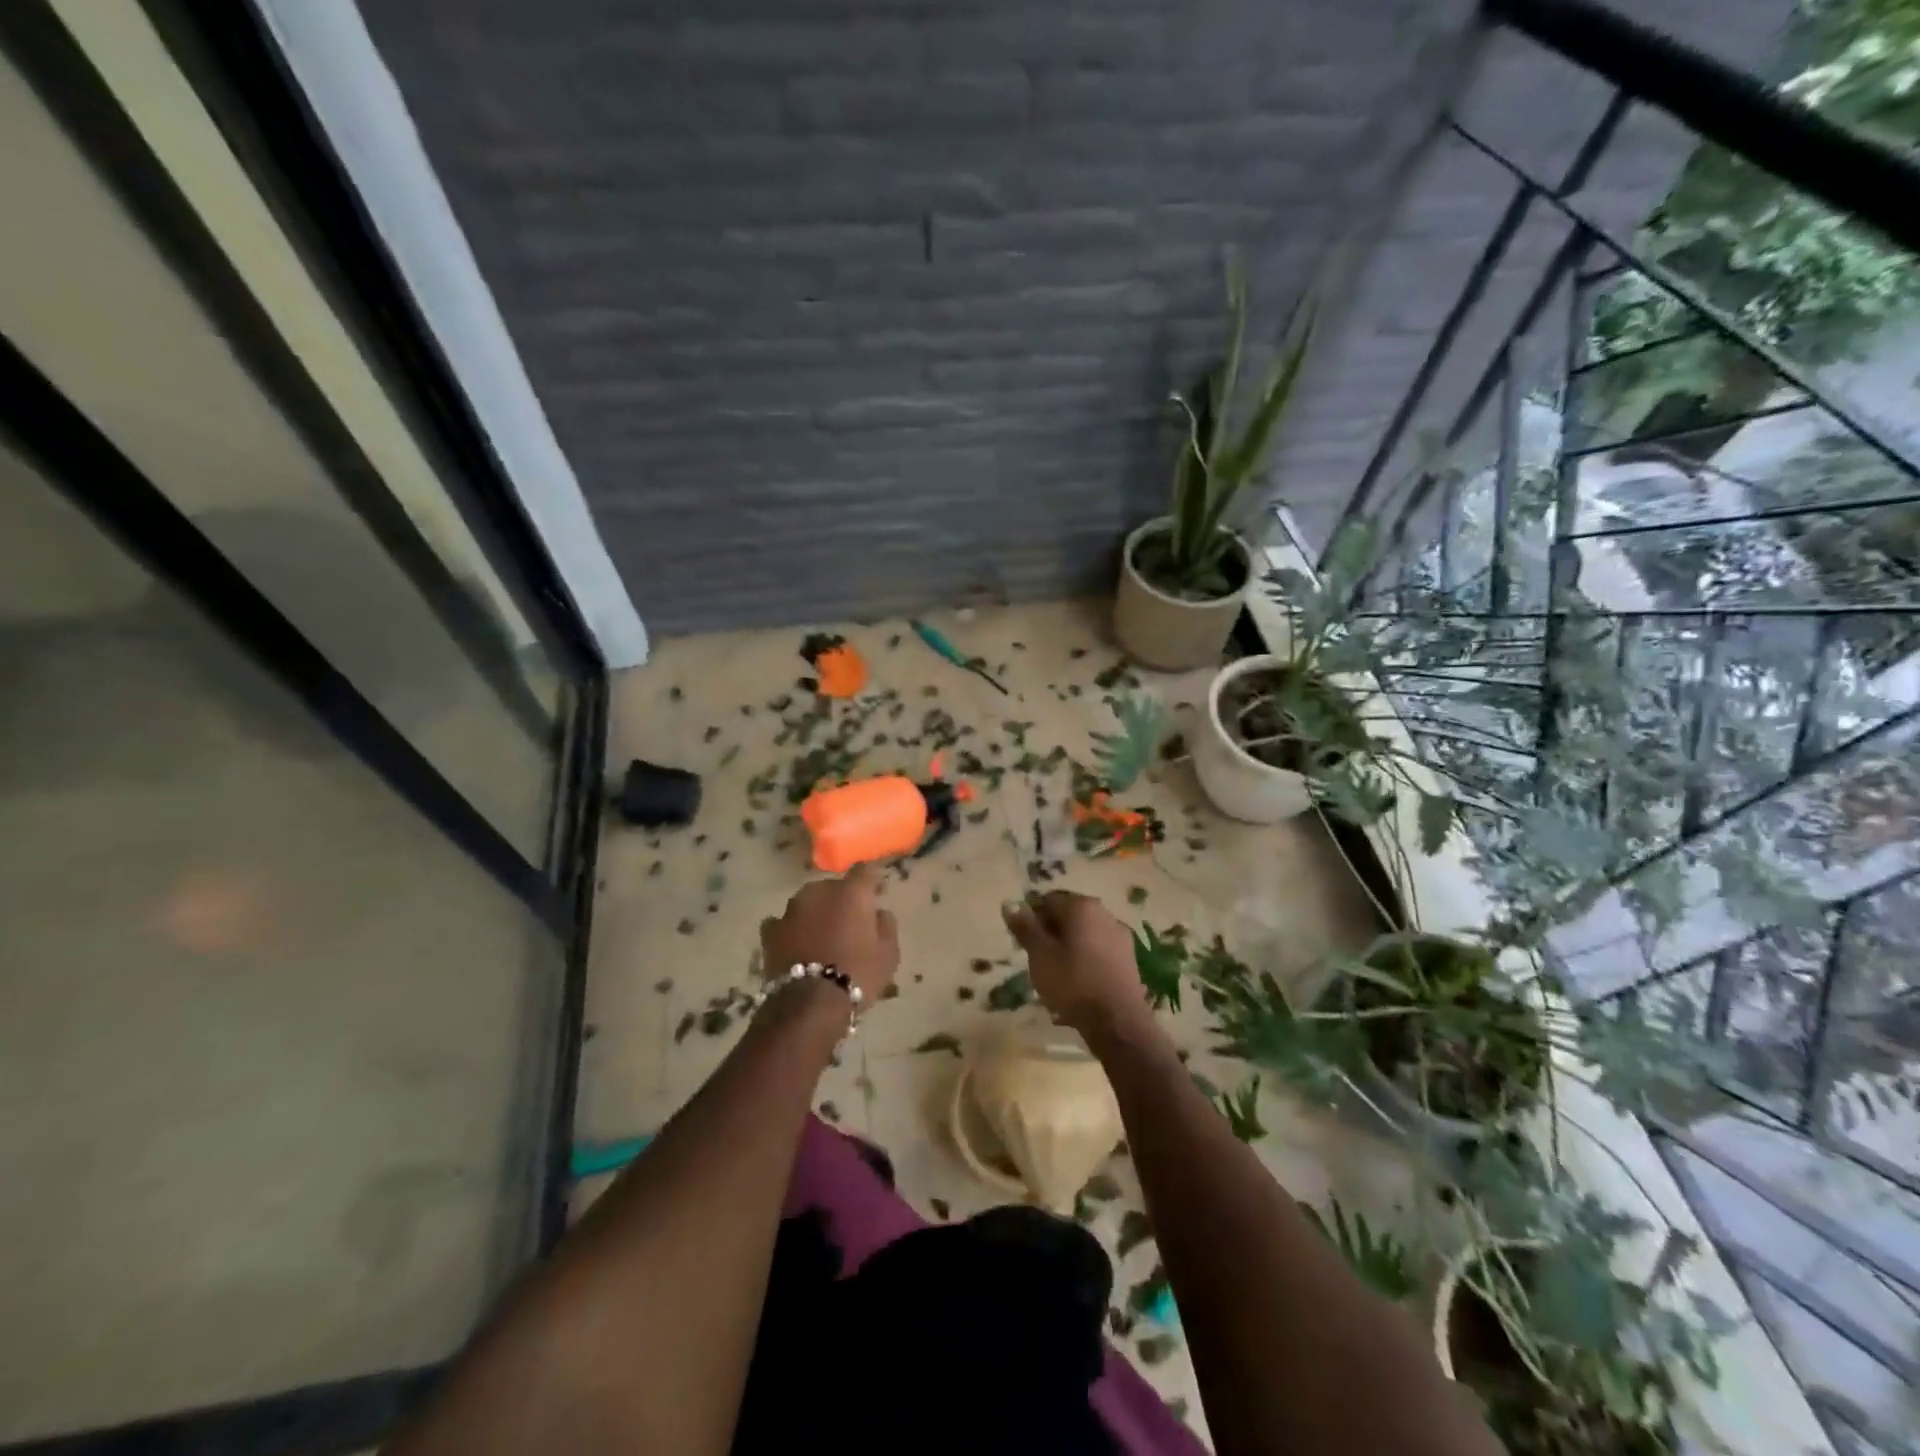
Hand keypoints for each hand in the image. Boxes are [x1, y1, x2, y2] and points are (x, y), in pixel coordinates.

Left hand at [760, 864, 898, 1008]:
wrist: (809, 1004)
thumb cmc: (857, 974)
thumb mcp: (888, 954)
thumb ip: (886, 925)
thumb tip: (879, 912)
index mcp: (851, 892)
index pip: (865, 871)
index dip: (871, 882)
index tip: (876, 895)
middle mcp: (819, 892)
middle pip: (833, 887)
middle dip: (841, 900)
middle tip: (848, 923)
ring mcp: (791, 910)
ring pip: (808, 903)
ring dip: (815, 913)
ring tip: (821, 936)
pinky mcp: (770, 931)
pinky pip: (784, 922)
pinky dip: (791, 930)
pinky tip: (796, 945)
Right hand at [1003, 891, 1151, 1042]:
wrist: (1118, 1022)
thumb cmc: (1072, 983)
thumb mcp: (1039, 955)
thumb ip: (1025, 927)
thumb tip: (1010, 903)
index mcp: (1081, 906)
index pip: (1047, 901)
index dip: (1032, 920)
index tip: (1025, 944)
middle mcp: (1104, 913)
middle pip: (1068, 916)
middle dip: (1051, 934)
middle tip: (1038, 960)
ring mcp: (1120, 936)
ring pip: (1084, 935)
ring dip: (1068, 948)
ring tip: (1057, 976)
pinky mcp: (1129, 958)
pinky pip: (1099, 951)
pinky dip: (1085, 961)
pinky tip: (1078, 985)